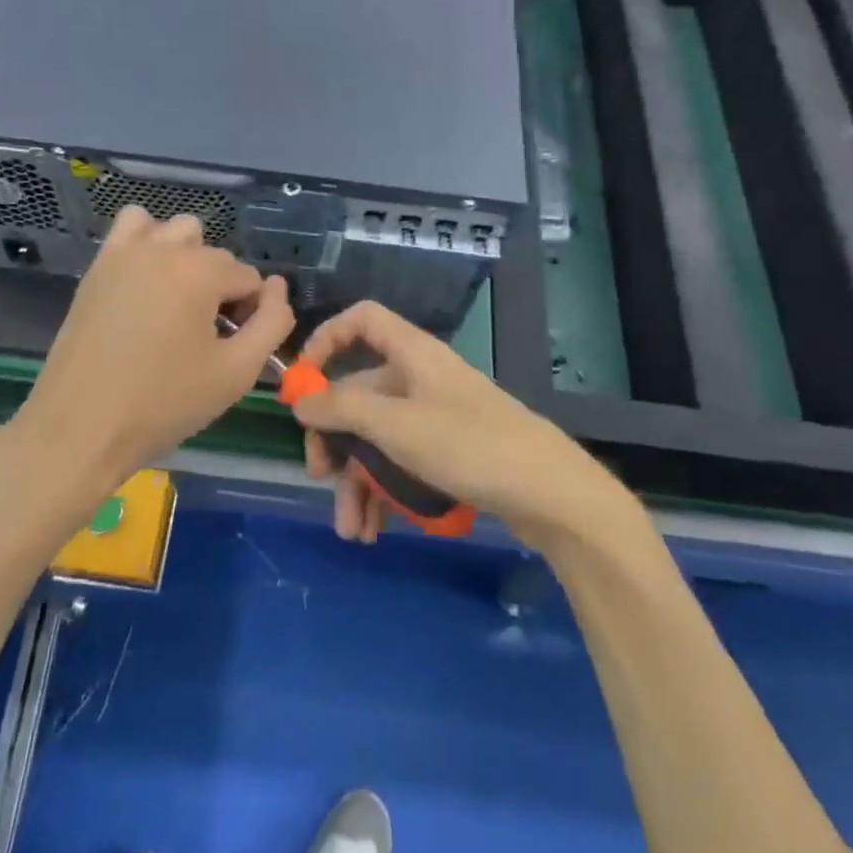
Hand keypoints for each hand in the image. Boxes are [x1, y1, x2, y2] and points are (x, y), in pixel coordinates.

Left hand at [15, 205, 294, 487]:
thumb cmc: (163, 404)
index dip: (251, 315)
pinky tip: (147, 283)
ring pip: (175, 231)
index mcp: (200, 272)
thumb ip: (272, 324)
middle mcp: (164, 248)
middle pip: (215, 255)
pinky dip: (148, 242)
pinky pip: (132, 227)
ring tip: (177, 304)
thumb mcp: (236, 373)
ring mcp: (125, 253)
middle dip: (221, 289)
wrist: (78, 429)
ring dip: (188, 258)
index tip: (232, 350)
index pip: (249, 278)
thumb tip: (278, 290)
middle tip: (206, 337)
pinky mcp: (98, 266)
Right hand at [293, 301, 631, 548]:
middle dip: (335, 440)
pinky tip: (374, 530)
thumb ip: (343, 409)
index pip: (362, 321)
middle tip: (319, 477)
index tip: (302, 381)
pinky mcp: (449, 452)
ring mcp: (435, 417)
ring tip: (352, 531)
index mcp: (411, 355)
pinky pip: (401, 463)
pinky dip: (384, 492)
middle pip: (360, 393)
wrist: (552, 494)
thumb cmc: (469, 445)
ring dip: (357, 482)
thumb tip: (300, 401)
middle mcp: (420, 379)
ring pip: (378, 438)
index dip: (327, 339)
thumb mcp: (396, 426)